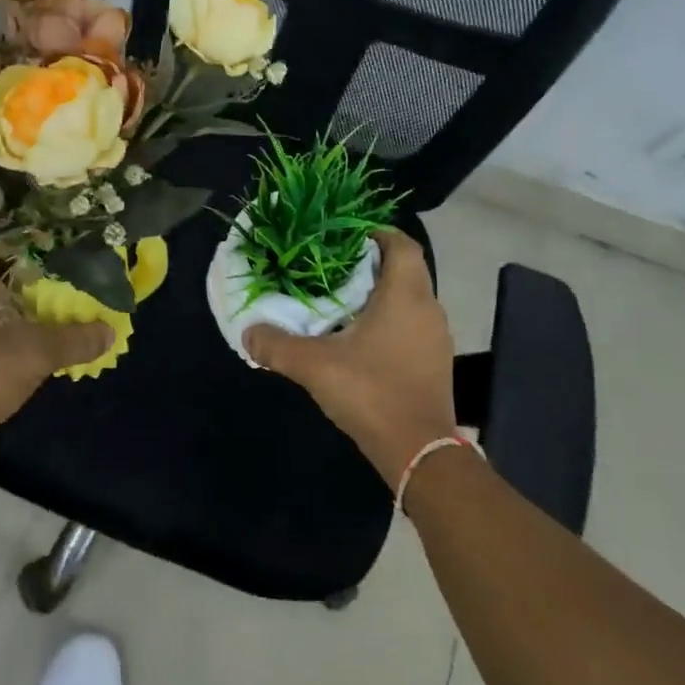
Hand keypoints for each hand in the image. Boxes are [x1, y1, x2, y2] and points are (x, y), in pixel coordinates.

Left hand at [0, 251, 113, 452]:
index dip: (39, 246)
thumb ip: (76, 338)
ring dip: (8, 294)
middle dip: (26, 273)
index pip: (5, 240)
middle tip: (60, 282)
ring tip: (43, 305)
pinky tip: (15, 327)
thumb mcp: (37, 354)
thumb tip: (110, 331)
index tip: (65, 256)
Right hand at [244, 229, 456, 487]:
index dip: (376, 233)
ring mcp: (436, 337)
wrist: (419, 451)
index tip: (344, 238)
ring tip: (340, 303)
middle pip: (405, 269)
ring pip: (409, 299)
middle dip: (370, 265)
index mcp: (405, 295)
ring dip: (380, 295)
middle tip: (331, 269)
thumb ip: (276, 345)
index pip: (401, 244)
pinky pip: (412, 325)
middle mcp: (428, 308)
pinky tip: (359, 340)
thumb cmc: (371, 392)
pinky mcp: (435, 362)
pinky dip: (388, 321)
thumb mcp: (314, 366)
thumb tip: (248, 333)